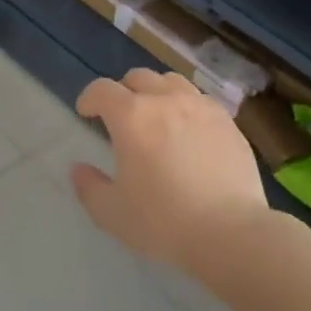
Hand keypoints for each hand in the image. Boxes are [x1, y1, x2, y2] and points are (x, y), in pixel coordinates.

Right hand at [71, 69, 267, 272]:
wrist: (231, 232)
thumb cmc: (164, 222)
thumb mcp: (113, 214)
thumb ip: (90, 188)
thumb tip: (79, 169)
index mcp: (132, 117)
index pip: (102, 89)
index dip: (89, 97)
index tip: (86, 112)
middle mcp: (165, 100)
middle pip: (138, 77)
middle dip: (123, 92)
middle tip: (121, 116)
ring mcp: (201, 107)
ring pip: (172, 82)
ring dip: (156, 92)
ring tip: (157, 115)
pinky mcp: (227, 121)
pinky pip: (200, 100)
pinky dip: (186, 106)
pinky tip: (189, 130)